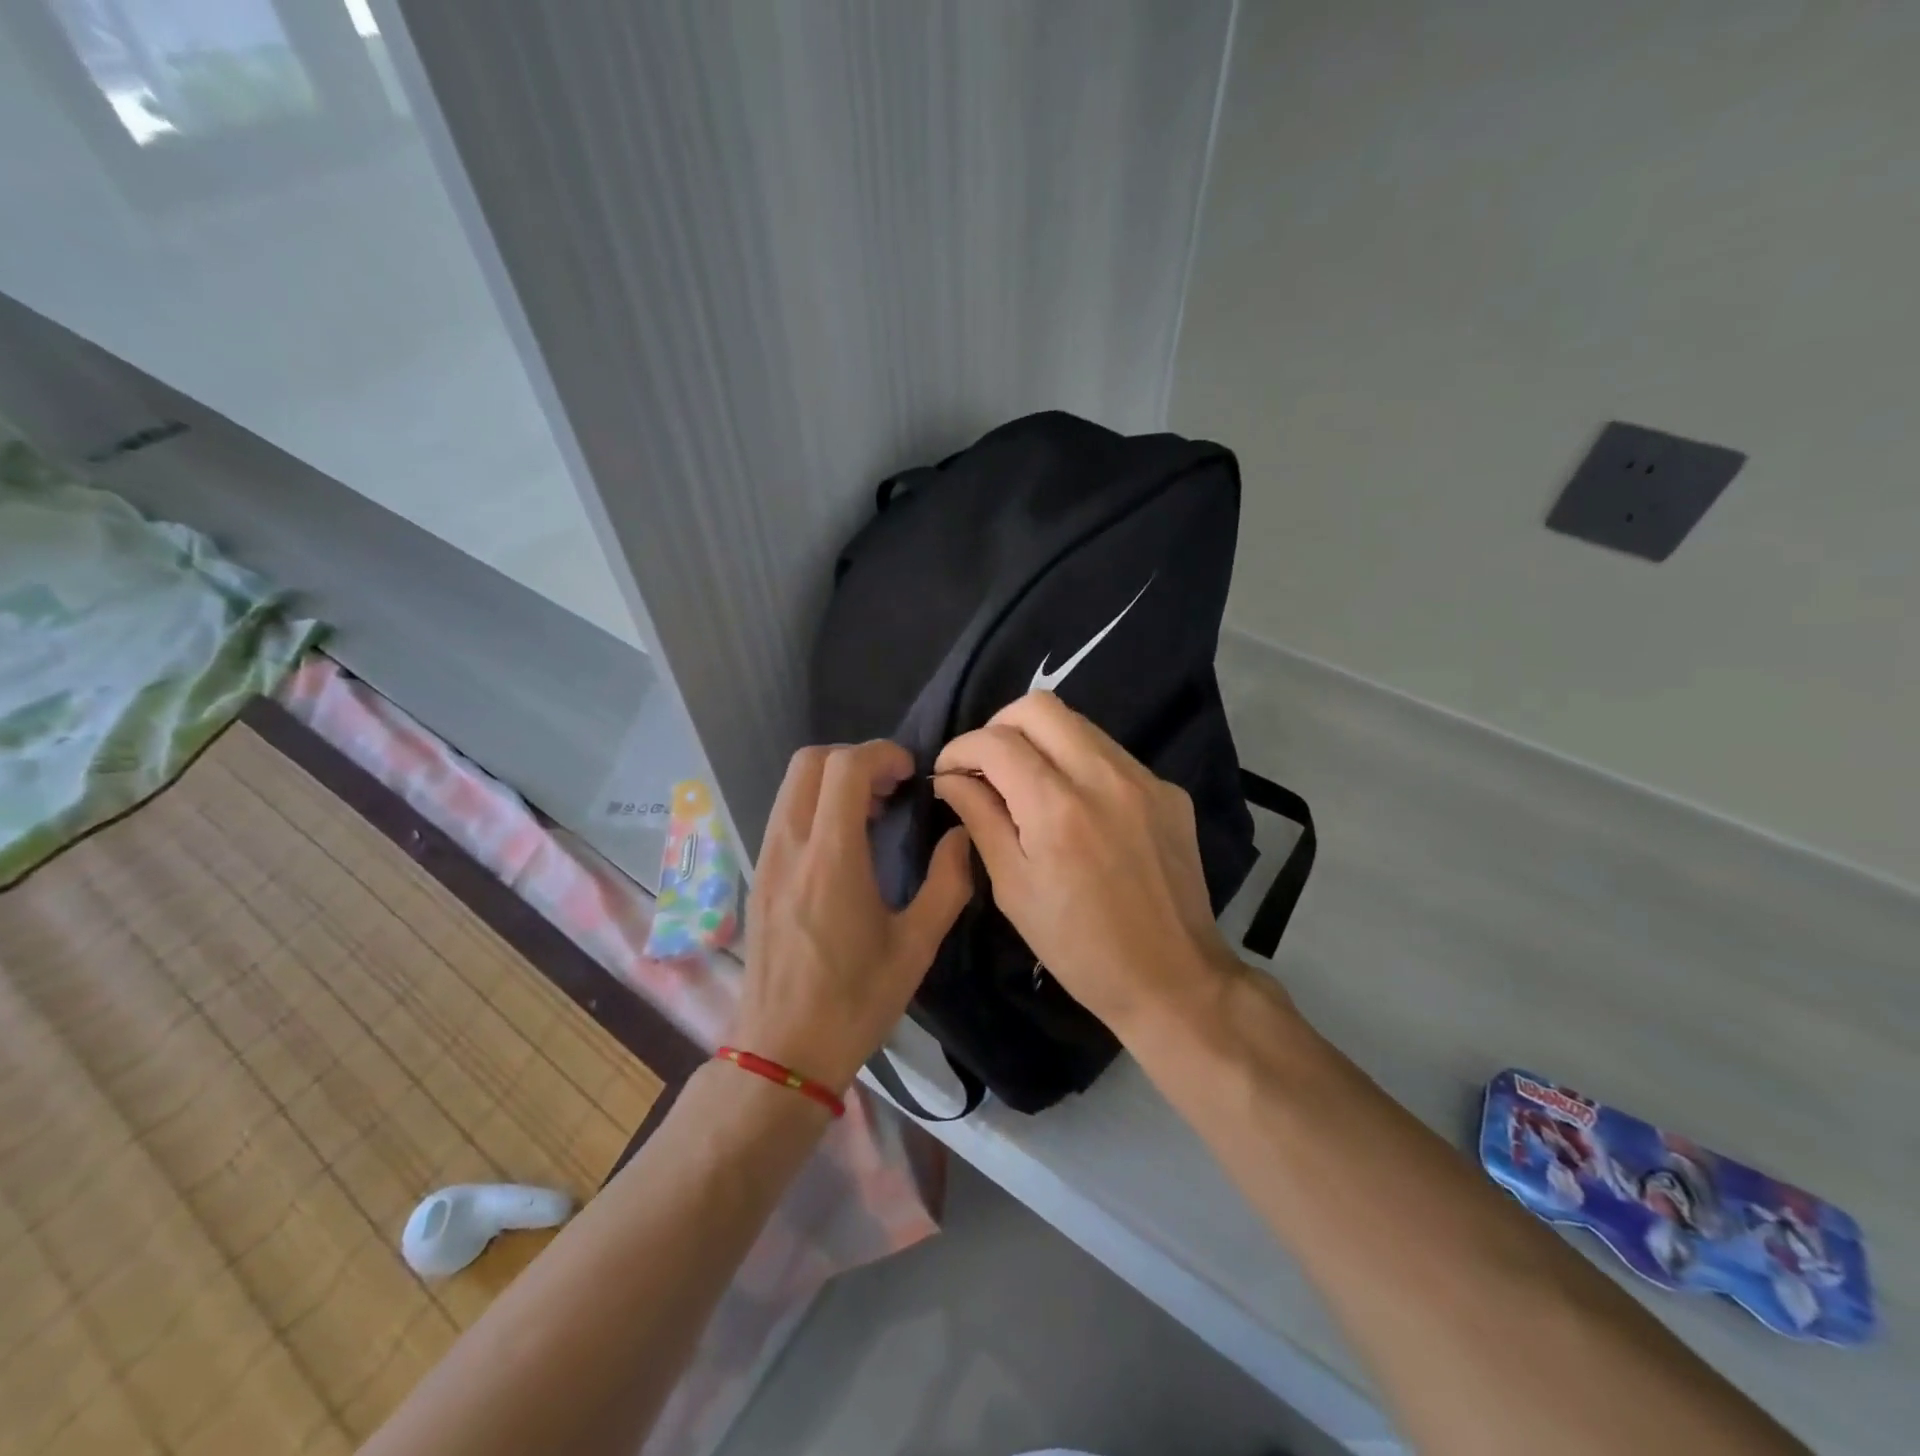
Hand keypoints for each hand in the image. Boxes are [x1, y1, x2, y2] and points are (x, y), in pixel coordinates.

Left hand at [730, 740, 972, 1091]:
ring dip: (833, 781)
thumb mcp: (916, 947)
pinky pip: (783, 814)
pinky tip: (844, 844)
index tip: (912, 775)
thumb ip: (947, 883)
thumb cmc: (855, 1002)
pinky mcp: (758, 876)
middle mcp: (790, 846)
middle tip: (892, 789)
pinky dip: (815, 805)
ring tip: (873, 814)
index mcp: (831, 859)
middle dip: (855, 758)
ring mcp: (766, 860)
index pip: (845, 767)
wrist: (782, 1053)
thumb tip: (962, 836)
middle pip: (809, 762)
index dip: (883, 754)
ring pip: (791, 786)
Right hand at [931, 692, 1237, 1036]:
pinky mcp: (1169, 791)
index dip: (960, 749)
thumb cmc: (1078, 946)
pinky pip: (1111, 755)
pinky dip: (1080, 765)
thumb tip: (951, 779)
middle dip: (999, 727)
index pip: (996, 741)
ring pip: (1079, 724)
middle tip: (986, 766)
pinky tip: (1076, 806)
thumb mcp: (1013, 888)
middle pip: (1039, 706)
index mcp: (1057, 807)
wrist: (1171, 978)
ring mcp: (1144, 779)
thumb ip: (981, 819)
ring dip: (1041, 741)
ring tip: (1027, 783)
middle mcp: (1104, 776)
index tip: (948, 773)